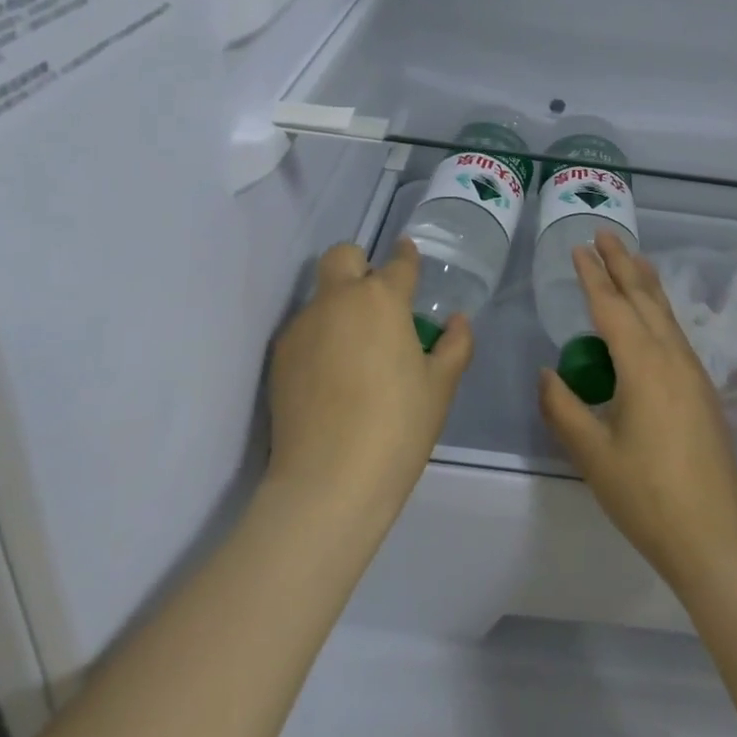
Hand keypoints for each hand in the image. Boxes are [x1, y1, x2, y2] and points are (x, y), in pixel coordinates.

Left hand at [267, 239, 471, 518]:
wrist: (328, 481)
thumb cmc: (397, 427)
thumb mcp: (440, 387)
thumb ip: (454, 345)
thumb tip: (457, 321)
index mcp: (382, 299)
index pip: (399, 262)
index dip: (407, 256)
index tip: (410, 256)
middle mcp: (338, 300)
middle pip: (343, 256)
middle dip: (360, 264)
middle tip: (376, 299)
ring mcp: (302, 327)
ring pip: (321, 296)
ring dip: (339, 307)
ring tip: (355, 351)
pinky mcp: (279, 357)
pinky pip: (304, 330)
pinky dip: (320, 338)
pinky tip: (331, 377)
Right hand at [538, 233, 736, 593]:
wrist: (716, 537)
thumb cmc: (648, 496)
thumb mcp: (594, 454)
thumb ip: (564, 408)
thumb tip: (547, 373)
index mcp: (643, 365)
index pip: (612, 307)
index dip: (593, 276)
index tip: (578, 248)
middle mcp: (672, 357)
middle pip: (645, 297)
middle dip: (622, 263)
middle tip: (604, 233)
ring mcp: (693, 372)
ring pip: (665, 312)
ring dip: (645, 281)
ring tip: (632, 257)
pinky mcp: (702, 389)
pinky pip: (676, 331)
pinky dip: (659, 307)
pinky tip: (654, 314)